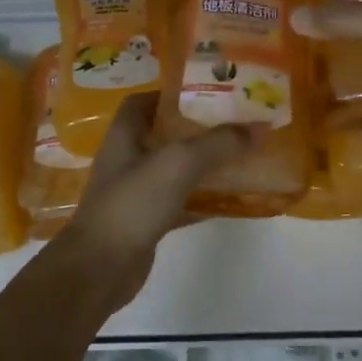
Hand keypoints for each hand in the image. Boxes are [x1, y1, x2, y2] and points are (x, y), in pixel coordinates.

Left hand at [58, 94, 262, 312]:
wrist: (100, 268)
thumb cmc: (132, 204)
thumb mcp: (178, 164)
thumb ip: (218, 143)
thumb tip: (260, 127)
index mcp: (125, 136)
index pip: (144, 102)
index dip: (173, 93)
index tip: (209, 92)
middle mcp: (128, 160)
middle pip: (165, 135)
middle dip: (199, 129)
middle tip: (237, 123)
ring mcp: (137, 193)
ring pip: (176, 170)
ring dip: (205, 164)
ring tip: (242, 156)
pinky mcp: (148, 222)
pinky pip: (181, 202)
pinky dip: (205, 199)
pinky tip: (233, 199)